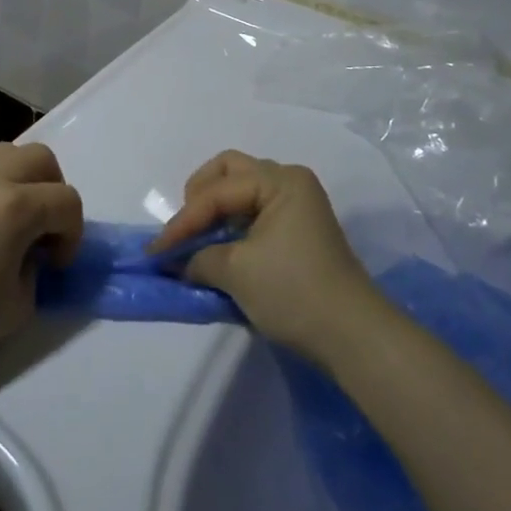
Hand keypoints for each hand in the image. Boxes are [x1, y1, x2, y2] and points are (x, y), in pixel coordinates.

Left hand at [0, 143, 83, 382]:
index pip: (66, 201)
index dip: (72, 235)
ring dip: (20, 179)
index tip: (56, 265)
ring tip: (9, 218)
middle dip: (52, 192)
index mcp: (16, 206)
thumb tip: (28, 251)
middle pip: (41, 159)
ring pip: (6, 152)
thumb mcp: (18, 304)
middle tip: (41, 230)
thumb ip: (34, 267)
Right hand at [149, 150, 380, 365]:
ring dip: (214, 213)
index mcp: (279, 181)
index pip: (217, 192)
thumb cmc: (293, 292)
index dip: (183, 221)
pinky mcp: (298, 232)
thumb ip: (198, 258)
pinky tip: (216, 250)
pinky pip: (253, 214)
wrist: (353, 338)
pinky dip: (231, 228)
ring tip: (194, 242)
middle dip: (199, 198)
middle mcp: (289, 182)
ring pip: (241, 193)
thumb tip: (178, 261)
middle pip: (229, 173)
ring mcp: (297, 206)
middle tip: (183, 230)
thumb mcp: (236, 272)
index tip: (156, 252)